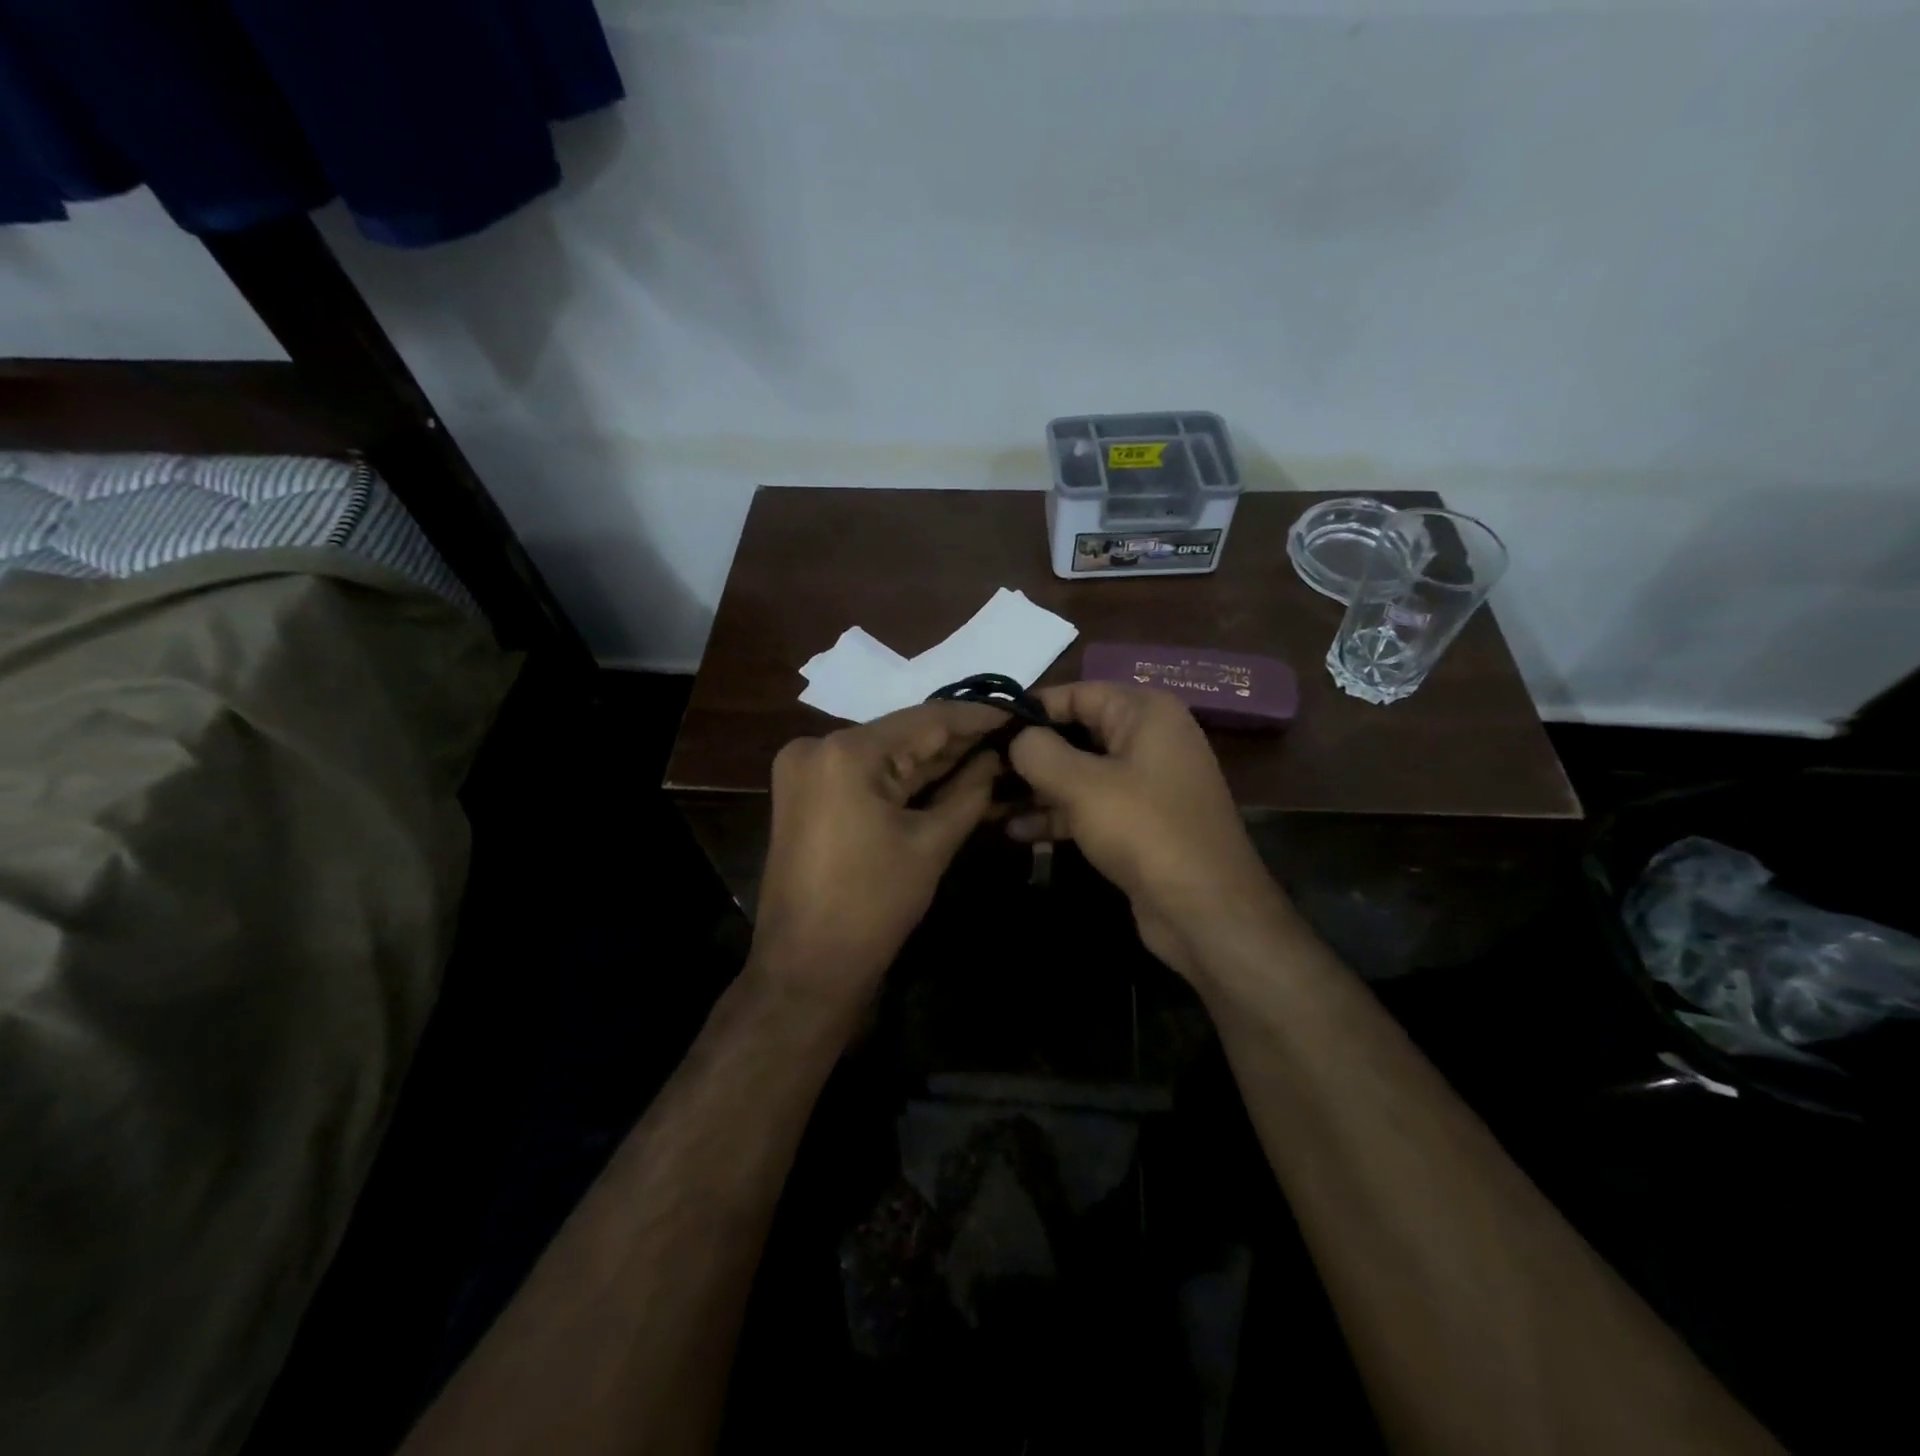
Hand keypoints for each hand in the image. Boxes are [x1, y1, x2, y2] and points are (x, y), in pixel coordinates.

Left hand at [752, 701, 1003, 1004]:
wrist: (806, 965)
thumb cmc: (873, 905)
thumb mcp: (931, 844)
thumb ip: (969, 791)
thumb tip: (996, 758)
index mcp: (847, 752)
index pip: (926, 719)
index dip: (974, 716)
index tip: (1016, 711)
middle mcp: (817, 746)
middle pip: (902, 734)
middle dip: (955, 740)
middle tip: (1008, 736)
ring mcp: (806, 769)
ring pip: (884, 753)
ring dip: (931, 759)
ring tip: (988, 751)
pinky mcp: (806, 792)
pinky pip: (864, 774)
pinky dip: (902, 777)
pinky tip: (946, 773)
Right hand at [1007, 682, 1286, 981]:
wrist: (1206, 911)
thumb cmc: (1144, 830)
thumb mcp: (1082, 784)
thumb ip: (1038, 751)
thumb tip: (1015, 738)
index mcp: (1144, 712)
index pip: (1075, 693)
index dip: (1029, 709)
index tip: (985, 729)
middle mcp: (1148, 738)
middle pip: (1075, 733)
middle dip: (1029, 753)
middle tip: (980, 768)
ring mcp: (1145, 782)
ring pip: (1079, 773)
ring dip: (1036, 788)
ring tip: (988, 801)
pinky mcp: (1139, 822)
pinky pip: (1090, 805)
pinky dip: (1057, 814)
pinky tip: (1017, 831)